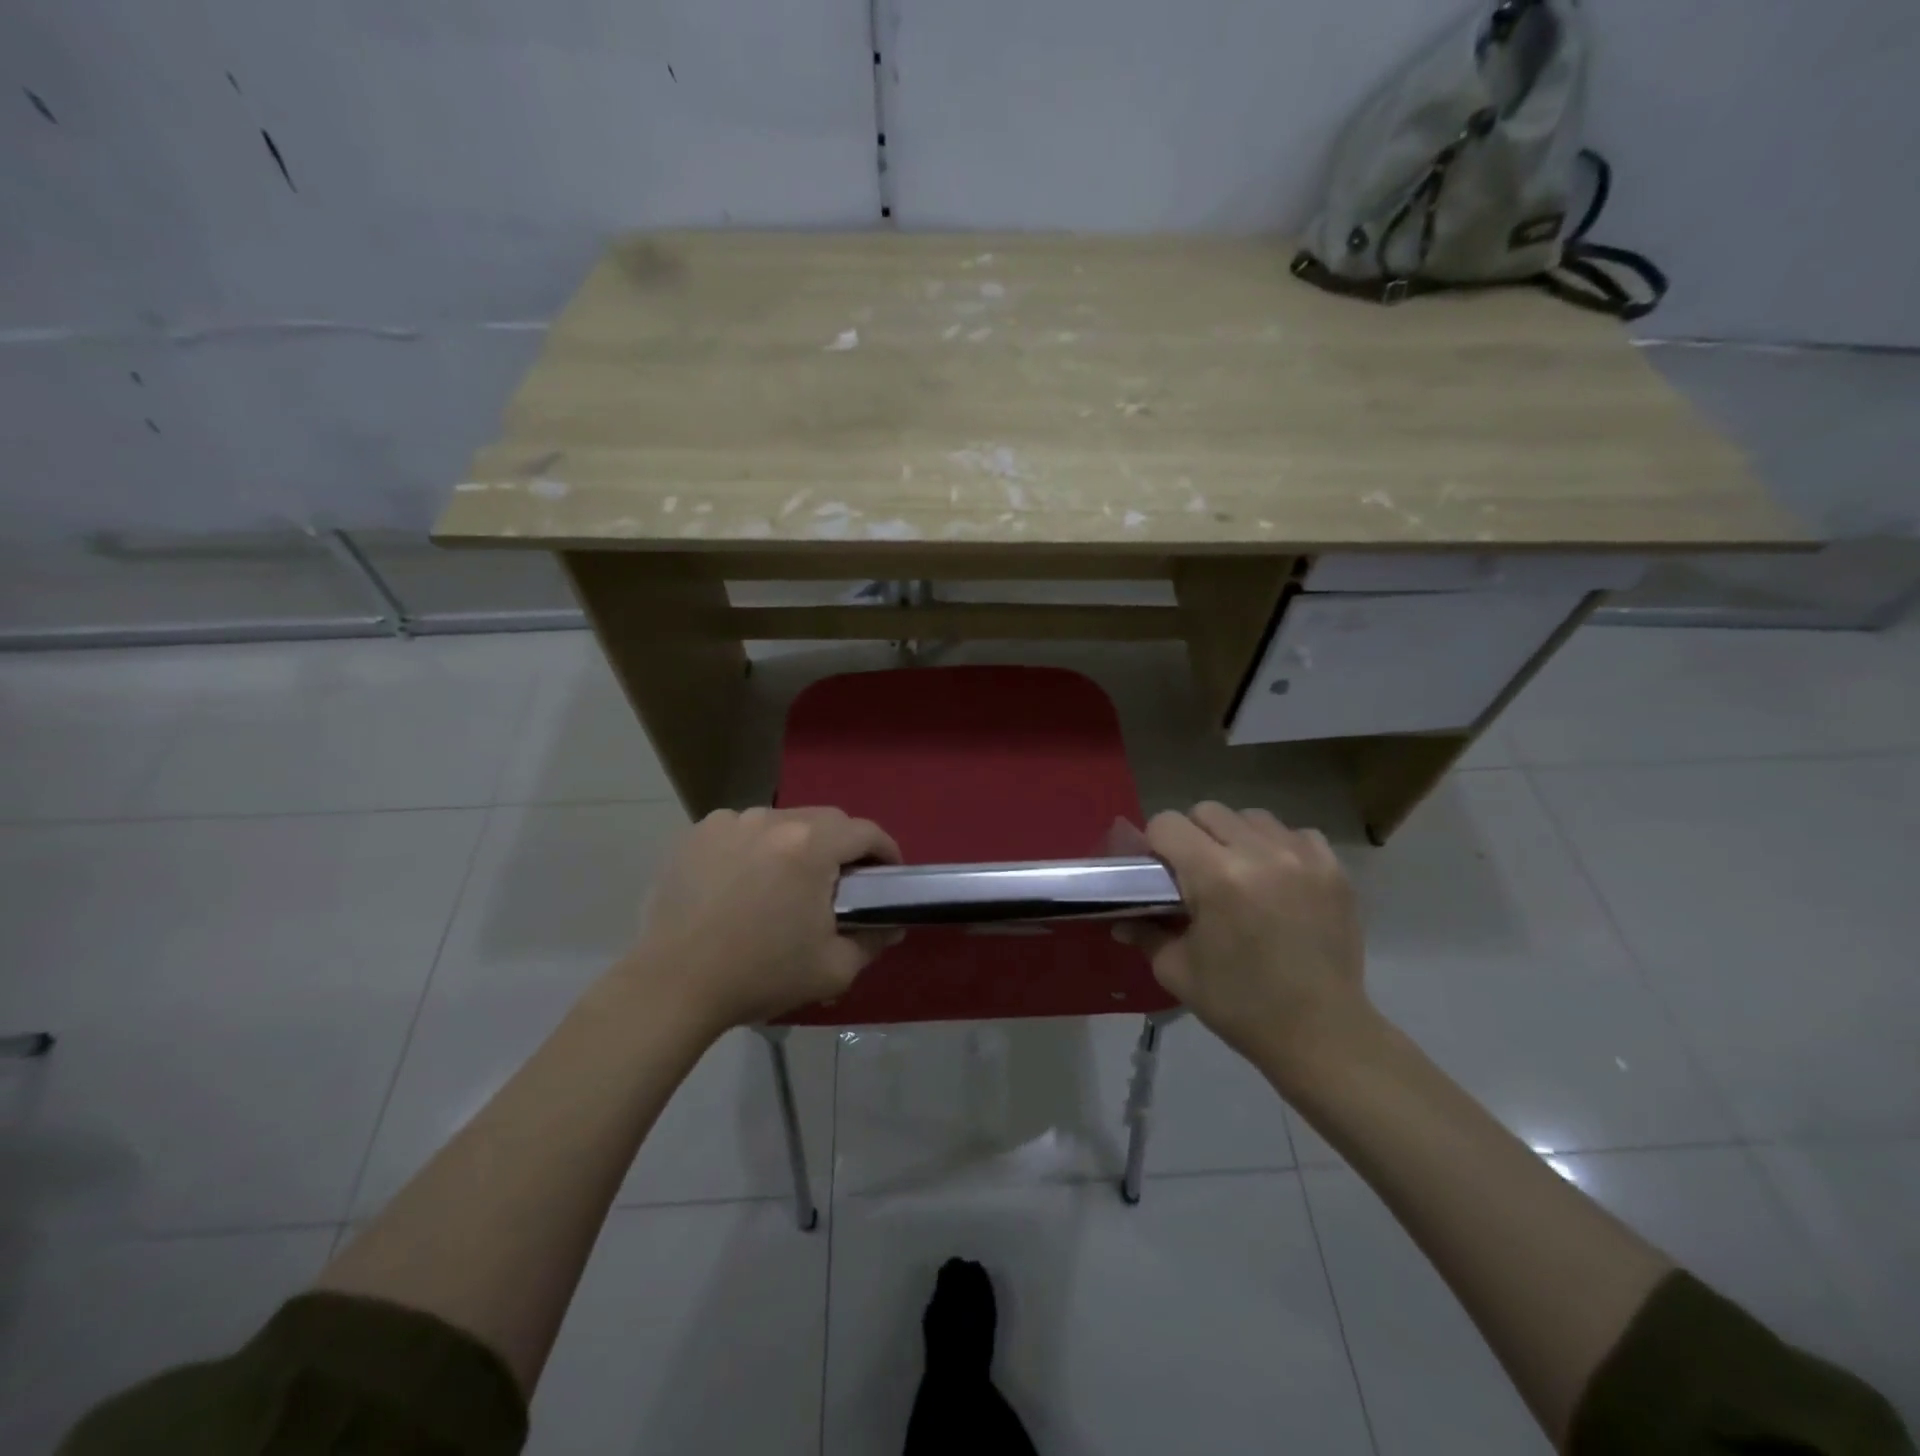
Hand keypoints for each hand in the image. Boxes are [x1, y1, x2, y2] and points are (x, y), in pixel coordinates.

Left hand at [627, 807, 901, 1032]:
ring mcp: (730, 822)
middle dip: (843, 845)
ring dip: (797, 844)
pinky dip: (754, 847)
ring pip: (782, 822)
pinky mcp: (697, 834)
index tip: (888, 874)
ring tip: (787, 883)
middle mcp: (772, 820)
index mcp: (811, 846)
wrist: (673, 986)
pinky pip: (742, 830)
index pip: (866, 832)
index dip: (885, 851)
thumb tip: (889, 928)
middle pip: (825, 820)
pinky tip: (744, 881)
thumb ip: (871, 942)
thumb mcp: (832, 969)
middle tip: (842, 882)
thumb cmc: (759, 975)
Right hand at [1118, 803, 1370, 1086]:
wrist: (1321, 1034)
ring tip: (1240, 874)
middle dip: (1193, 836)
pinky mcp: (1333, 869)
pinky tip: (1278, 880)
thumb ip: (1145, 932)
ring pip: (1252, 817)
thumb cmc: (1240, 1005)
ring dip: (1236, 838)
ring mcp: (1302, 857)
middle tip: (1196, 875)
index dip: (1155, 845)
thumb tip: (1121, 918)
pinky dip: (1279, 848)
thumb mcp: (1177, 971)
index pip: (1168, 823)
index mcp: (1216, 876)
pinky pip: (1296, 834)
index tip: (1160, 872)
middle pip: (1208, 811)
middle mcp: (1260, 853)